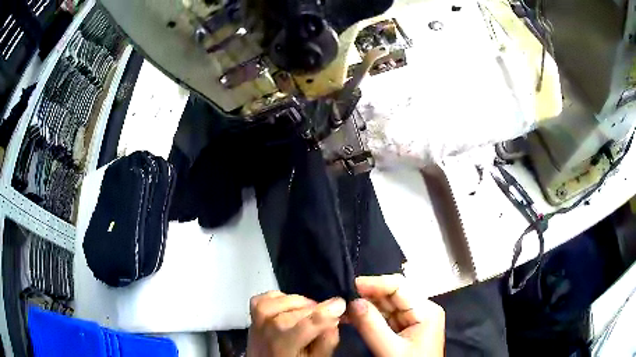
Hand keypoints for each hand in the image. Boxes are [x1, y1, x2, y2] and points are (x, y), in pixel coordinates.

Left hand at [247, 291, 346, 356]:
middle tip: (328, 314)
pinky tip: (289, 304)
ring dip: (299, 302)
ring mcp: (256, 324)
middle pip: (293, 314)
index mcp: (284, 348)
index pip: (305, 326)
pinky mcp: (252, 318)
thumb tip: (333, 319)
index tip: (341, 304)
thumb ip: (327, 341)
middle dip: (315, 310)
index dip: (325, 312)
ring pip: (278, 303)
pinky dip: (278, 297)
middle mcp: (267, 335)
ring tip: (310, 310)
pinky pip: (262, 299)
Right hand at [347, 274, 444, 356]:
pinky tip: (351, 317)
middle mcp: (422, 309)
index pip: (399, 286)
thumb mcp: (390, 349)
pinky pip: (384, 316)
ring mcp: (413, 318)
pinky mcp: (405, 327)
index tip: (349, 286)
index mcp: (426, 310)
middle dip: (366, 295)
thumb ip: (371, 326)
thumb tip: (352, 301)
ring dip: (364, 305)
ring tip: (342, 307)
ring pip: (386, 305)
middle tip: (341, 297)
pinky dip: (368, 316)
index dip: (374, 283)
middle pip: (392, 294)